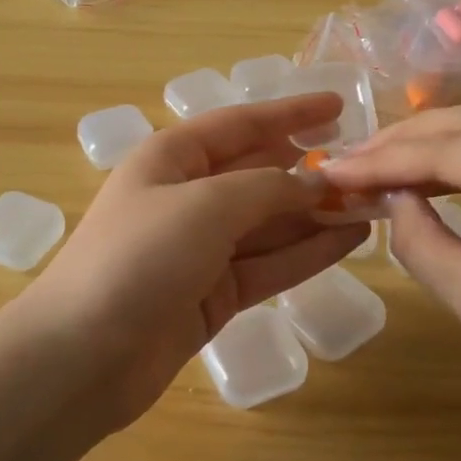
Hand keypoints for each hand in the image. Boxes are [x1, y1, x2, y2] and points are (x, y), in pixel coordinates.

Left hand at [30, 93, 365, 427]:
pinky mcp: (214, 294)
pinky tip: (349, 240)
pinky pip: (269, 263)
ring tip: (375, 204)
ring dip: (317, 213)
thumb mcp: (206, 205)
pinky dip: (307, 252)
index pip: (240, 124)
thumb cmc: (140, 257)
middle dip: (310, 170)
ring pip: (270, 222)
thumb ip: (268, 188)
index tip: (338, 106)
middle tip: (370, 166)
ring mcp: (201, 249)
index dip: (290, 112)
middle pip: (259, 174)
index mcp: (172, 158)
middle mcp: (187, 197)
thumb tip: (317, 181)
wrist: (85, 354)